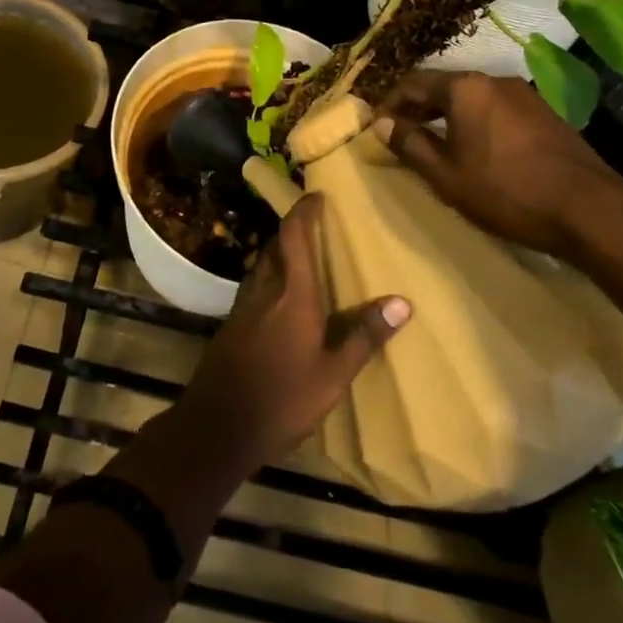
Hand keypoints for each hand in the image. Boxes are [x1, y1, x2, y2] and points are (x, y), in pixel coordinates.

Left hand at [178, 194, 410, 472]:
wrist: (219, 425)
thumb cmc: (283, 398)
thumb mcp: (333, 375)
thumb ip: (364, 336)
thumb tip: (403, 302)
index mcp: (292, 295)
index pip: (294, 236)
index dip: (303, 211)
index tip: (316, 196)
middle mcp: (264, 290)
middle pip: (275, 247)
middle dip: (292, 232)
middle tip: (315, 229)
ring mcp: (243, 307)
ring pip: (261, 266)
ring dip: (279, 255)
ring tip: (302, 261)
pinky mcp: (231, 325)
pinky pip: (254, 287)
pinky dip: (269, 279)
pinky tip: (280, 300)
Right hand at [374, 70, 622, 259]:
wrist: (588, 209)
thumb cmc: (505, 190)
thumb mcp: (446, 174)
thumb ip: (410, 145)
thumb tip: (381, 124)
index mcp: (465, 88)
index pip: (412, 82)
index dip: (389, 103)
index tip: (376, 126)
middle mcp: (493, 80)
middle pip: (443, 86)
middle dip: (418, 108)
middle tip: (401, 135)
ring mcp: (524, 94)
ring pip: (471, 98)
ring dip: (447, 116)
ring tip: (435, 144)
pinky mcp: (544, 113)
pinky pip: (495, 109)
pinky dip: (474, 122)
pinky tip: (475, 150)